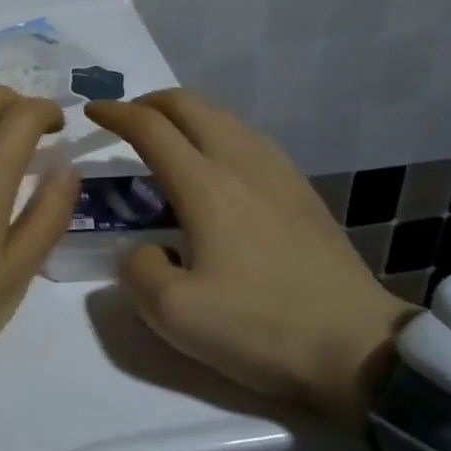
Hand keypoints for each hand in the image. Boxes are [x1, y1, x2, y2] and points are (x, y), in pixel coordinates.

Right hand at [84, 91, 411, 430]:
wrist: (359, 348)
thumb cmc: (262, 327)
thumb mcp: (176, 315)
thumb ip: (139, 271)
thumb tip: (146, 250)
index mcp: (206, 185)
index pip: (151, 128)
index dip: (115, 114)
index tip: (91, 113)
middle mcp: (241, 162)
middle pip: (189, 105)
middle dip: (149, 102)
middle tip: (125, 120)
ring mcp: (278, 172)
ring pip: (223, 117)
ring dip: (185, 114)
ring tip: (166, 139)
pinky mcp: (301, 190)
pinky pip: (249, 138)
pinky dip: (217, 132)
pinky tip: (217, 165)